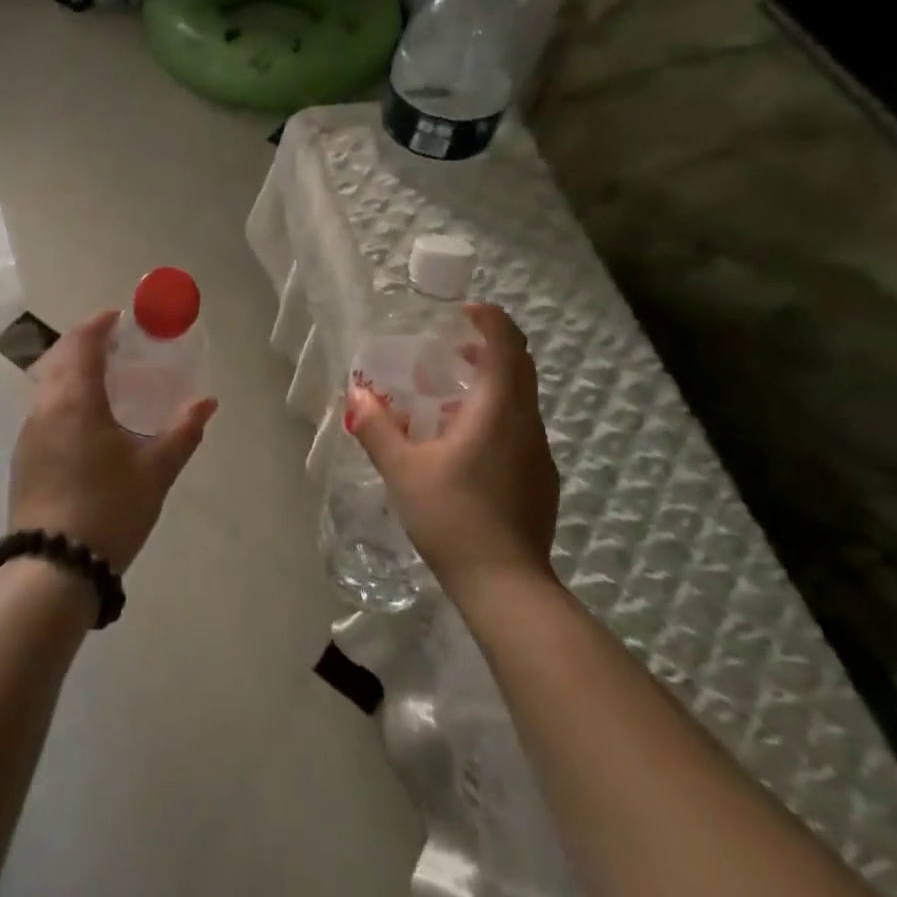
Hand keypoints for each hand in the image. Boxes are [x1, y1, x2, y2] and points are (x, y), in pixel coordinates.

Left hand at [9, 310, 217, 572]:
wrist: (53, 567)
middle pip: (58, 357)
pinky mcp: (23, 457)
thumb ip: (183, 431)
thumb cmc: (109, 509)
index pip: (82, 343)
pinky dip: (62, 395)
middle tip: (114, 345)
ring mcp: (28, 433)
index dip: (99, 324)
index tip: (120, 317)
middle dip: (83, 342)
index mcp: (76, 400)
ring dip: (70, 369)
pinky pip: (42, 408)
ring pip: (46, 383)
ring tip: (103, 379)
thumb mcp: (156, 470)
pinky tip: (84, 419)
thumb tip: (207, 402)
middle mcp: (45, 407)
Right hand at [346, 303, 559, 594]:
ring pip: (520, 400)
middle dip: (487, 348)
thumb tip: (356, 394)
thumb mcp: (403, 469)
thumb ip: (377, 427)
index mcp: (499, 408)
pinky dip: (495, 416)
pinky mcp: (541, 479)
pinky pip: (519, 428)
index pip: (506, 343)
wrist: (505, 584)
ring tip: (446, 397)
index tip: (461, 313)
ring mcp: (539, 453)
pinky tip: (463, 445)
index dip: (488, 319)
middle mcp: (527, 422)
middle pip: (518, 367)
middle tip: (448, 349)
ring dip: (490, 384)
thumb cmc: (452, 515)